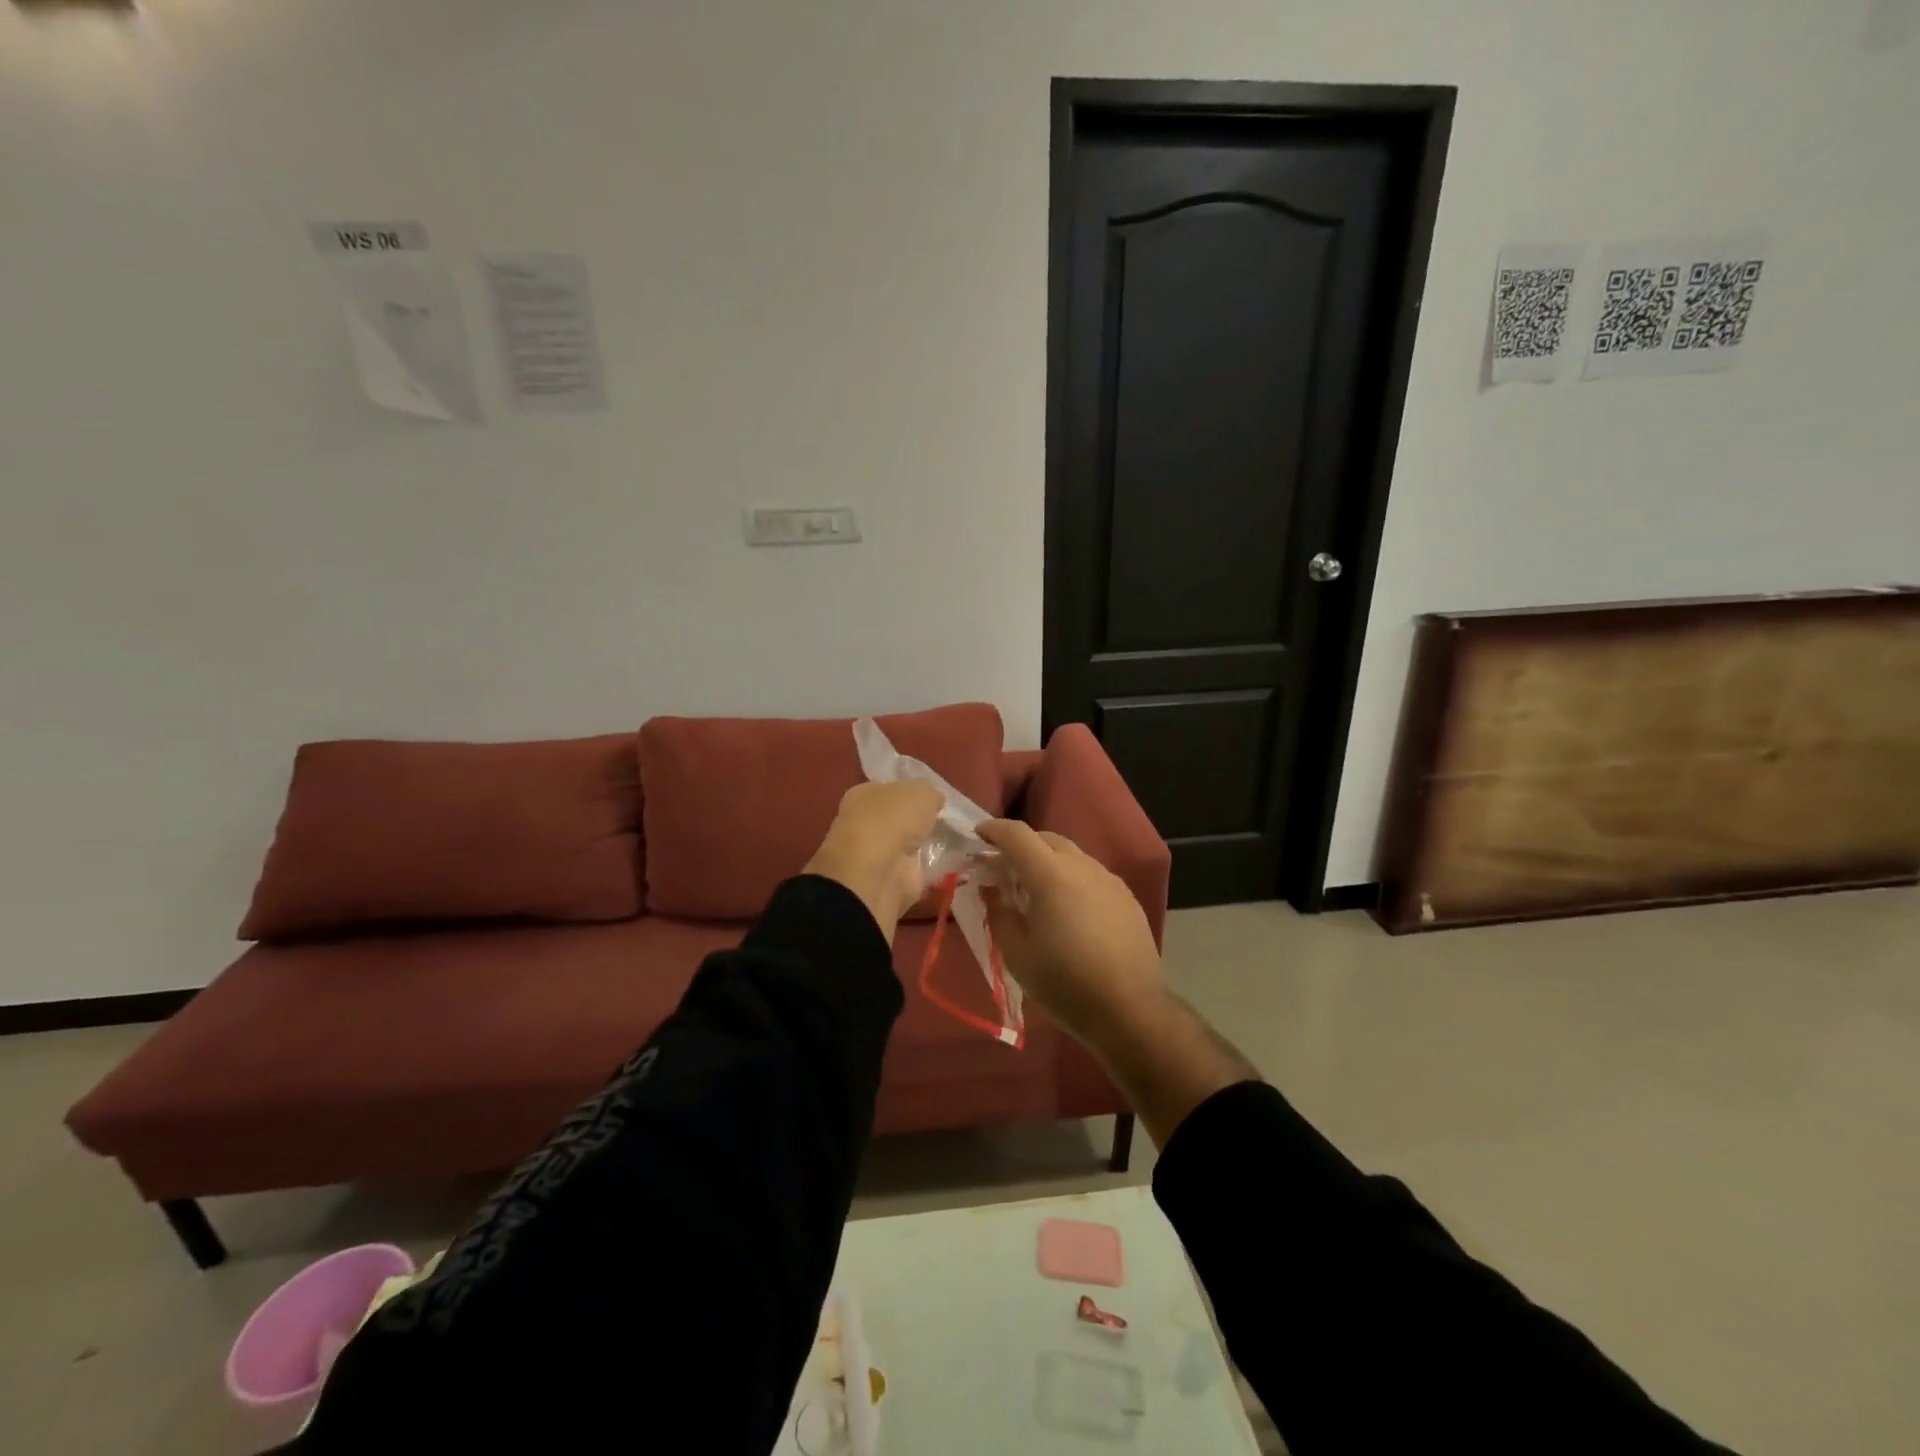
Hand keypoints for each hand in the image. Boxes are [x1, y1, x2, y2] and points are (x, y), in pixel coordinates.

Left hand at [804, 780, 943, 942]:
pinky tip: (948, 865)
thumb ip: (929, 793)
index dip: (910, 793)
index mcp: (863, 795)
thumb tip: (934, 800)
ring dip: (922, 847)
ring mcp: (874, 856)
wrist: (878, 871)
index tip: (933, 800)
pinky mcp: (888, 881)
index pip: (888, 791)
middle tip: (944, 822)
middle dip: (916, 822)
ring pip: (904, 846)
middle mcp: (863, 824)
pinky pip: (914, 871)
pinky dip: (928, 870)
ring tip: (951, 843)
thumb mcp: (921, 791)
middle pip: (896, 820)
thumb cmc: (893, 819)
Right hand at [975, 819, 1165, 1047]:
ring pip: (1072, 855)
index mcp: (1051, 875)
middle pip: (1047, 838)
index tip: (978, 835)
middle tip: (1003, 866)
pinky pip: (1091, 874)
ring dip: (1048, 861)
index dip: (994, 830)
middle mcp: (1082, 867)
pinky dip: (1071, 878)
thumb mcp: (1016, 953)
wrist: (1129, 1010)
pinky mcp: (1126, 897)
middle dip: (1022, 844)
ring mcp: (1109, 880)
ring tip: (1035, 889)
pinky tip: (1068, 908)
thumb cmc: (1064, 983)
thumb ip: (999, 912)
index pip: (1017, 835)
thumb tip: (992, 889)